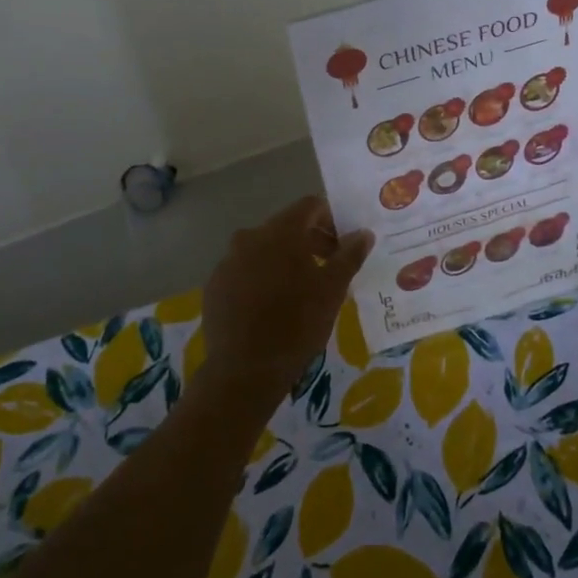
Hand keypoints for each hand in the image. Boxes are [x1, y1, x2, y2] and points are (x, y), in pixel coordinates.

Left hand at [195, 196, 372, 414]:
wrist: (244, 370)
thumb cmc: (297, 325)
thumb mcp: (332, 290)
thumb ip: (349, 255)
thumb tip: (363, 233)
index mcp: (280, 232)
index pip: (310, 206)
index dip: (331, 219)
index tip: (344, 244)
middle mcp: (249, 237)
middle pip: (286, 227)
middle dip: (311, 242)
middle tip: (331, 268)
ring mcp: (227, 261)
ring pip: (264, 250)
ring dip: (286, 261)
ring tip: (303, 290)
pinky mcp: (215, 285)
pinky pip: (244, 271)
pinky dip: (262, 278)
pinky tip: (272, 306)